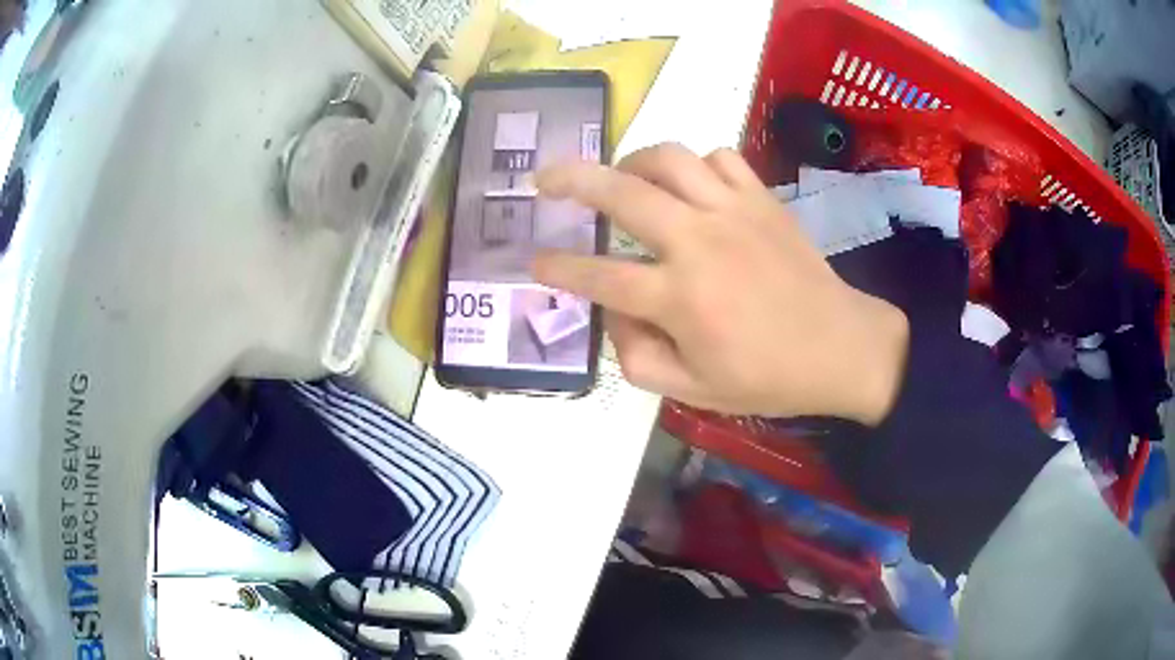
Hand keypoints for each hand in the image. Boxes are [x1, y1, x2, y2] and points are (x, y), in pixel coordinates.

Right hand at [532, 143, 908, 424]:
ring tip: (620, 177)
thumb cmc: (768, 377)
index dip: (559, 268)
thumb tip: (613, 313)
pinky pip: (718, 158)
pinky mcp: (761, 198)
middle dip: (571, 180)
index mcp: (680, 299)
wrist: (841, 347)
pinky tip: (688, 184)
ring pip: (667, 159)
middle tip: (545, 178)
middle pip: (621, 194)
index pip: (599, 277)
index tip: (534, 260)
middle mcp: (698, 243)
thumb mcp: (694, 391)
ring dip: (631, 161)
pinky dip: (693, 164)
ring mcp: (732, 212)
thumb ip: (637, 357)